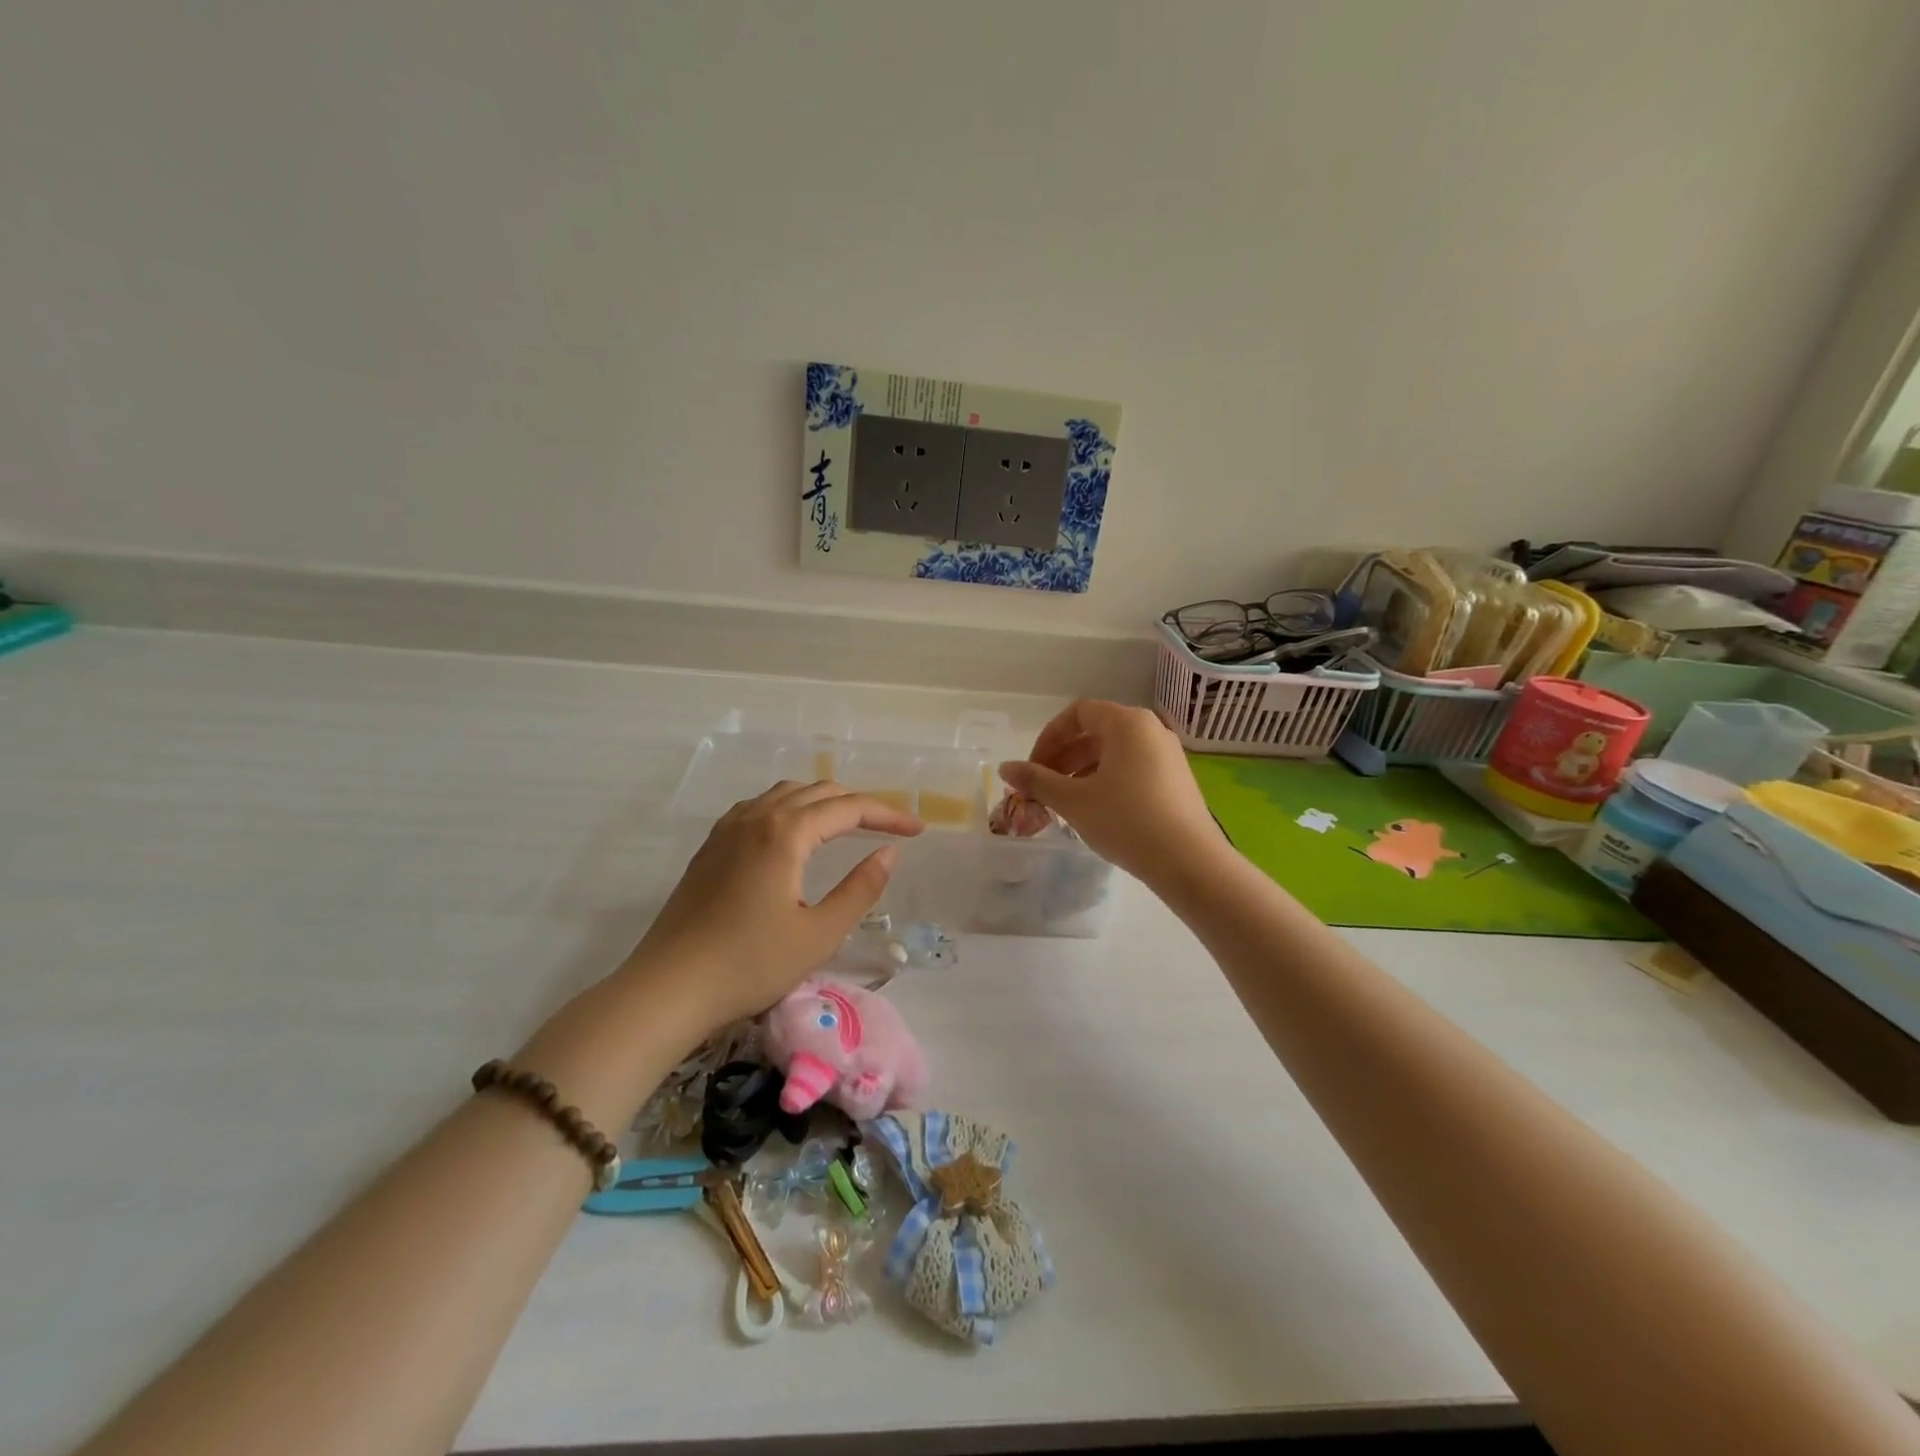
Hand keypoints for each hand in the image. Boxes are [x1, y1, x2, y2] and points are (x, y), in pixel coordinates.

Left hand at [626, 782, 922, 1028]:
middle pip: (818, 792)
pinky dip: (791, 808)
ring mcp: (728, 829)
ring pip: (787, 794)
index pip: (848, 808)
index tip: (918, 829)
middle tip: (891, 827)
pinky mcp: (711, 846)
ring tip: (849, 824)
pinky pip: (760, 807)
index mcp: (785, 833)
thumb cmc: (749, 965)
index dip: (888, 815)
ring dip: (824, 802)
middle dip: (860, 804)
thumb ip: (861, 889)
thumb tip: (889, 852)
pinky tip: (796, 833)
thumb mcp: (819, 934)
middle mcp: (756, 817)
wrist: (668, 988)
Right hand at [999, 699, 1225, 885]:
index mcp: (1127, 723)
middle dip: (1063, 757)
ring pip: (1114, 752)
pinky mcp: (1177, 779)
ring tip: (1065, 802)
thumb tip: (1005, 767)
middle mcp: (1151, 729)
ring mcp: (1168, 754)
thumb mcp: (1074, 801)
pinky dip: (1107, 780)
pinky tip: (1097, 811)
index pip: (1078, 713)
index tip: (1032, 768)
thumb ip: (1037, 780)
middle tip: (1043, 787)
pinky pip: (1133, 768)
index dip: (1048, 738)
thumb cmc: (1126, 821)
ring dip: (1082, 770)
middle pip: (1096, 731)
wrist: (1189, 862)